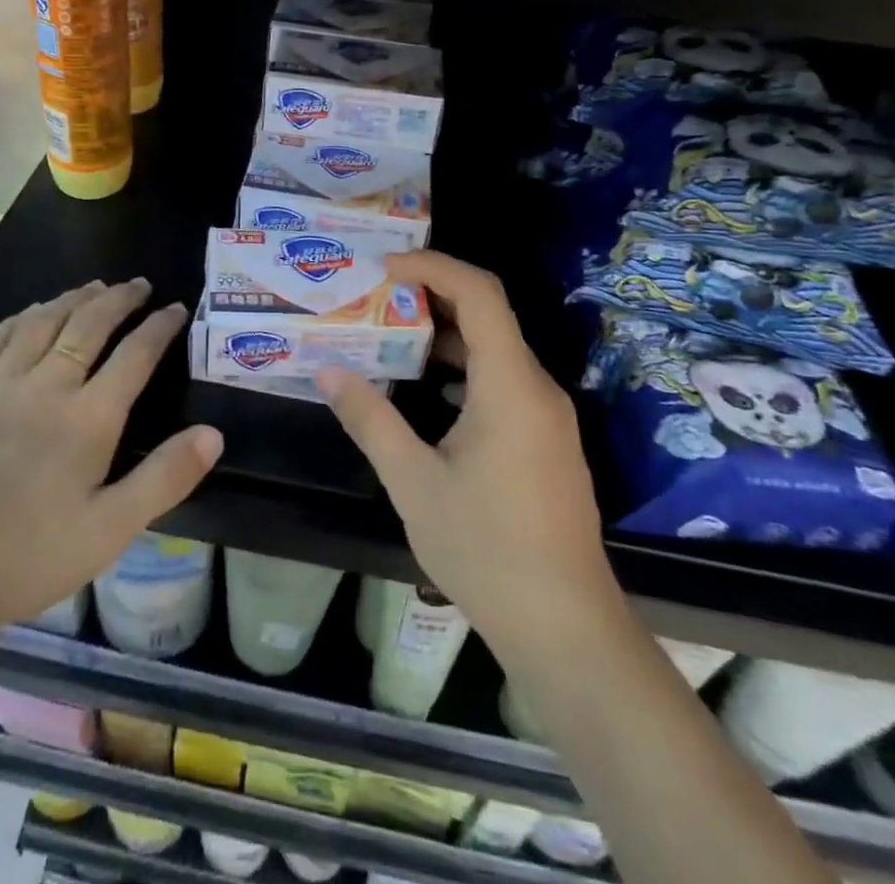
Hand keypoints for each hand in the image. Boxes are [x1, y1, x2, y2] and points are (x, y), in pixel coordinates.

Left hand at [0, 279, 220, 673]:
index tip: (177, 307)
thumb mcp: (107, 532)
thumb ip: (163, 479)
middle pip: (89, 324)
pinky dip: (22, 316)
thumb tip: (214, 434)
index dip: (159, 327)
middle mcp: (47, 385)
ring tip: (95, 286)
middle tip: (139, 283)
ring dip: (74, 298)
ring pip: (43, 321)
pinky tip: (31, 311)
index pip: (134, 355)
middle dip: (120, 299)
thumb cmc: (20, 556)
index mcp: (88, 418)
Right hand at [316, 252, 616, 659]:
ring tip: (388, 334)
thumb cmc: (486, 549)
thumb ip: (370, 420)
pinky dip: (461, 369)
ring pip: (494, 350)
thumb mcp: (413, 482)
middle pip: (488, 315)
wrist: (565, 628)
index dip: (432, 266)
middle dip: (430, 296)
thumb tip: (328, 372)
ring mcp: (546, 415)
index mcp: (510, 385)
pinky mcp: (544, 440)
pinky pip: (501, 381)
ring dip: (443, 335)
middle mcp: (536, 387)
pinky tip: (423, 390)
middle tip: (374, 296)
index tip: (384, 267)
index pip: (479, 293)